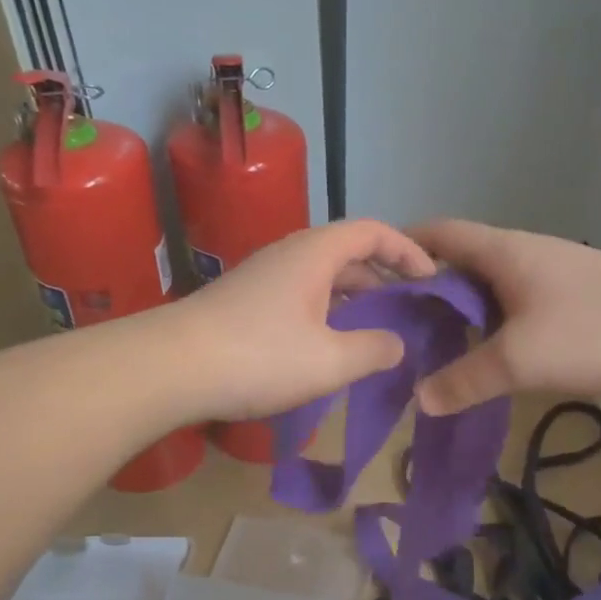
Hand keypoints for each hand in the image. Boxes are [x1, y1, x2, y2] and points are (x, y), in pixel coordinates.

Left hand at [170, 219, 435, 420]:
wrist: (168, 368)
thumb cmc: (258, 357)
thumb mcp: (330, 361)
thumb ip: (374, 350)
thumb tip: (398, 345)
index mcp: (316, 253)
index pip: (373, 231)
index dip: (408, 250)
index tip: (432, 279)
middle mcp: (290, 254)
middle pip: (348, 251)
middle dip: (385, 276)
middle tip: (410, 308)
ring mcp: (264, 276)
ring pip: (322, 275)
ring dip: (354, 297)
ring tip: (378, 329)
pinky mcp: (245, 301)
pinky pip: (301, 294)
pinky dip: (327, 310)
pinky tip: (330, 344)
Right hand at [406, 220, 600, 413]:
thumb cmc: (593, 328)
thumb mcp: (520, 359)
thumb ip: (466, 379)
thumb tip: (420, 398)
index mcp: (501, 251)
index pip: (437, 234)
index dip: (400, 249)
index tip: (371, 281)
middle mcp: (520, 253)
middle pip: (458, 261)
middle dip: (424, 289)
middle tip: (395, 327)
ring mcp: (548, 273)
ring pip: (488, 286)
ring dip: (460, 310)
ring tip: (432, 346)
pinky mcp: (569, 296)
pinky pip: (513, 303)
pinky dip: (491, 323)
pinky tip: (486, 355)